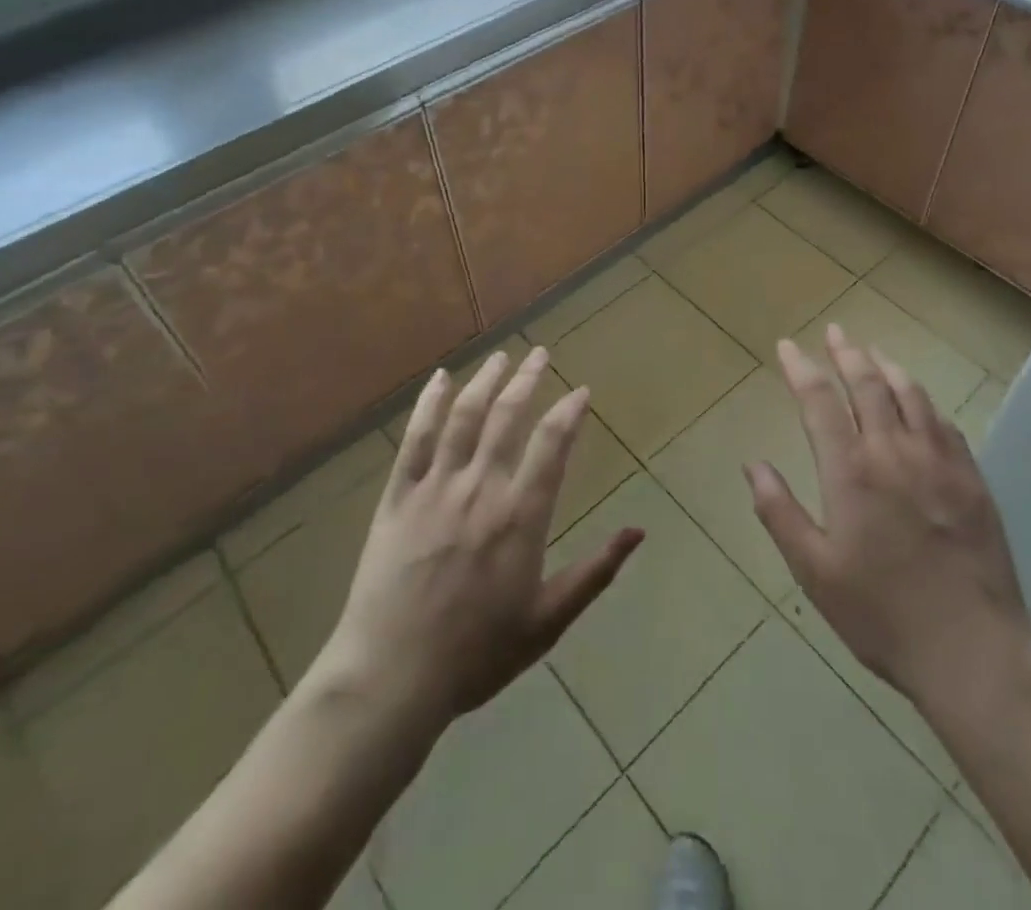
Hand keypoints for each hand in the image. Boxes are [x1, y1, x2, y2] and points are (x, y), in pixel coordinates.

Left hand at [308, 349, 643, 733]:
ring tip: (501, 356)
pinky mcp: (398, 496)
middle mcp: (481, 487)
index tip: (581, 390)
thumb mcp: (548, 620)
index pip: (552, 444)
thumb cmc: (477, 654)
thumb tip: (639, 531)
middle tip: (541, 353)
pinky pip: (415, 438)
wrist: (391, 677)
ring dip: (485, 380)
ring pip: (465, 417)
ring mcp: (435, 487)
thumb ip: (595, 571)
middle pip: (508, 415)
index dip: (570, 411)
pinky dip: (429, 404)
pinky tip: (440, 380)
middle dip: (528, 379)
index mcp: (520, 515)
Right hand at [746, 325, 1030, 706]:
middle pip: (868, 384)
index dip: (801, 368)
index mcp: (851, 471)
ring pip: (911, 395)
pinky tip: (920, 403)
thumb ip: (779, 512)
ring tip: (873, 352)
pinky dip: (925, 402)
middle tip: (835, 332)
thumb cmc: (881, 613)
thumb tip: (753, 464)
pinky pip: (945, 424)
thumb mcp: (814, 571)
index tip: (788, 346)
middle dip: (847, 353)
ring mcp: (939, 461)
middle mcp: (894, 451)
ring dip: (888, 367)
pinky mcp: (972, 479)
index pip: (819, 400)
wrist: (974, 649)